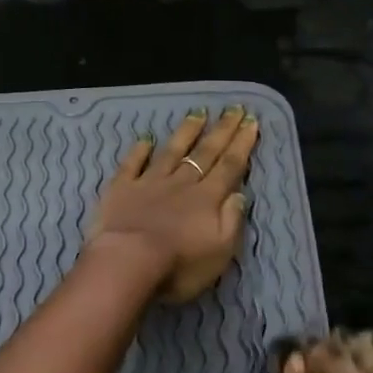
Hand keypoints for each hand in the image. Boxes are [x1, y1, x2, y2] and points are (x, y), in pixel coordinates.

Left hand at [86, 106, 259, 302]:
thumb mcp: (220, 251)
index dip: (242, 144)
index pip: (229, 166)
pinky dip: (139, 150)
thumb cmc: (179, 265)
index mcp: (207, 199)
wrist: (128, 262)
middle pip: (205, 153)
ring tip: (198, 112)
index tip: (251, 121)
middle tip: (233, 108)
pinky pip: (132, 164)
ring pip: (172, 151)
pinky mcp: (122, 188)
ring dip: (186, 131)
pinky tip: (145, 138)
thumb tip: (239, 193)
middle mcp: (181, 184)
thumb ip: (231, 220)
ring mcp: (149, 182)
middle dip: (221, 130)